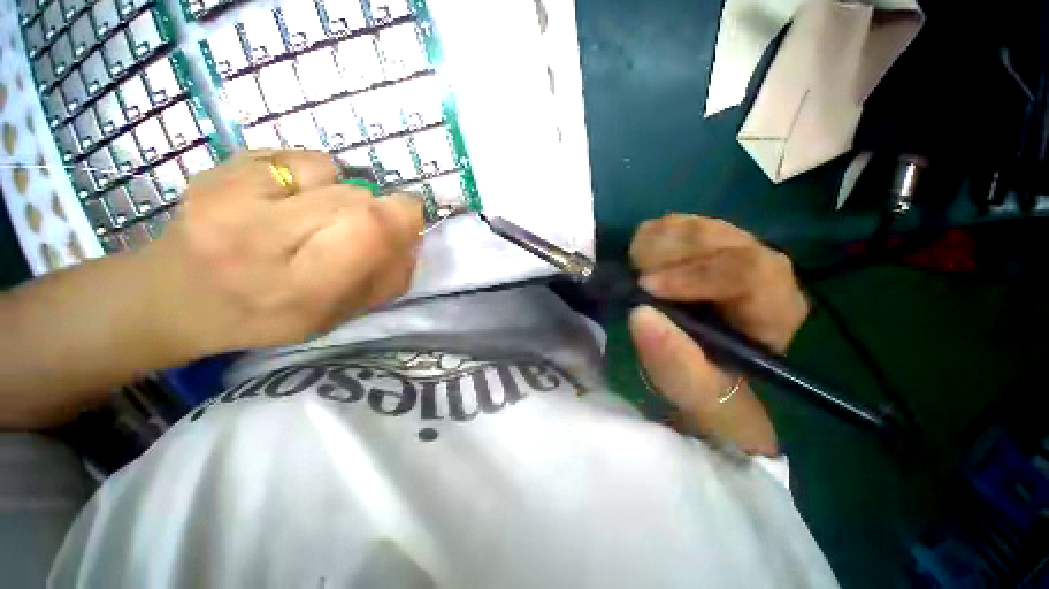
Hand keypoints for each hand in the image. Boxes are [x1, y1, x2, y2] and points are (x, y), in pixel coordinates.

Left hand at [138, 150, 423, 357]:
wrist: (175, 298)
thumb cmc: (266, 316)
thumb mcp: (338, 316)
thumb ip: (386, 279)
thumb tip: (414, 235)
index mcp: (300, 290)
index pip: (370, 229)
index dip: (402, 216)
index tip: (408, 216)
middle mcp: (259, 241)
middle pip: (356, 199)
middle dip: (373, 210)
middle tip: (353, 229)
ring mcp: (227, 198)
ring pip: (331, 173)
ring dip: (339, 193)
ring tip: (310, 216)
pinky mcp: (215, 169)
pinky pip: (296, 157)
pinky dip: (307, 176)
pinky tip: (284, 199)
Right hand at [627, 215, 808, 454]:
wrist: (700, 364)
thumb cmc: (702, 382)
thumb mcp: (689, 387)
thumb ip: (673, 360)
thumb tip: (641, 314)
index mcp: (774, 307)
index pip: (749, 270)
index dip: (694, 274)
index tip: (646, 289)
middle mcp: (761, 268)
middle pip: (716, 237)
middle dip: (665, 258)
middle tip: (636, 281)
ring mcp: (732, 247)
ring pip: (691, 225)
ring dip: (654, 251)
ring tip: (640, 278)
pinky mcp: (705, 239)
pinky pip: (673, 223)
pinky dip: (648, 242)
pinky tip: (644, 267)